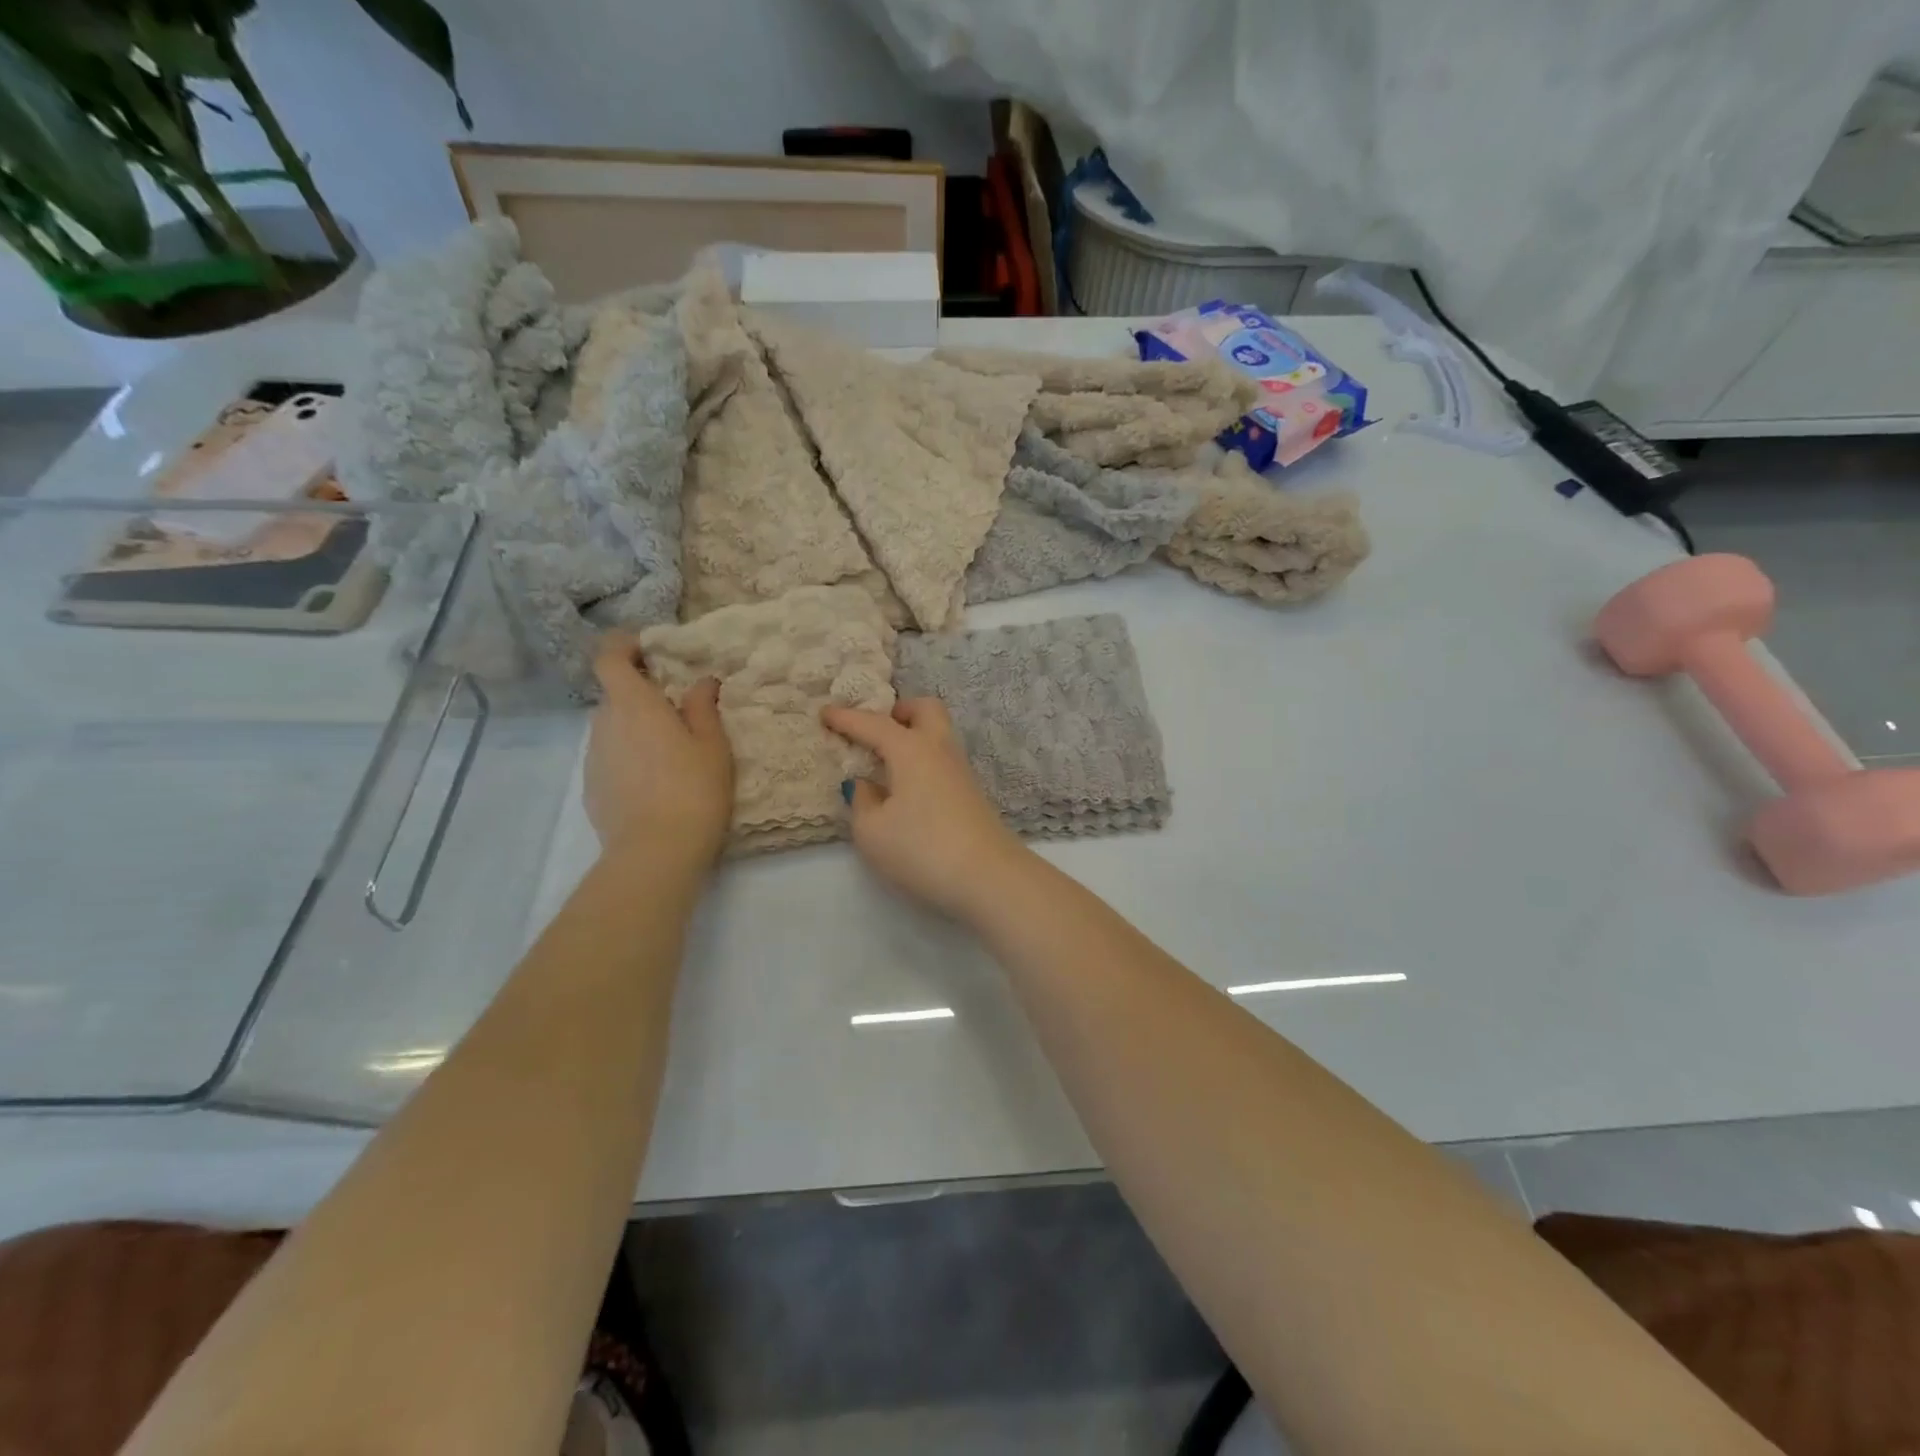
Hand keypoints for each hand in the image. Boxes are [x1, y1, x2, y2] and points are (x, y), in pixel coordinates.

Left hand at [585, 635, 732, 864]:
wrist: (655, 852)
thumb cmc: (692, 789)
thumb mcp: (712, 746)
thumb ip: (703, 707)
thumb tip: (700, 681)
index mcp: (633, 704)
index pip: (609, 657)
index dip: (624, 645)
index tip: (650, 649)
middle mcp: (604, 724)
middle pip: (615, 694)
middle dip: (642, 694)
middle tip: (679, 710)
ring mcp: (593, 757)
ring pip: (613, 728)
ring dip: (636, 728)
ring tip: (671, 752)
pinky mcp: (591, 787)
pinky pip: (610, 757)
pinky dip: (629, 758)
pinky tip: (656, 783)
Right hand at [820, 697, 1028, 918]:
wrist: (989, 877)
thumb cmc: (922, 849)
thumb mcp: (872, 832)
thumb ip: (861, 802)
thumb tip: (866, 785)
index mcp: (912, 749)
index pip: (874, 724)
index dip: (847, 718)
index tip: (825, 712)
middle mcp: (940, 750)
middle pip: (926, 710)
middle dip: (899, 711)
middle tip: (875, 730)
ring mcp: (962, 772)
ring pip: (939, 735)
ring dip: (913, 736)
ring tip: (886, 761)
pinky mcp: (972, 795)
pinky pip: (942, 761)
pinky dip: (923, 761)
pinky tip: (907, 788)